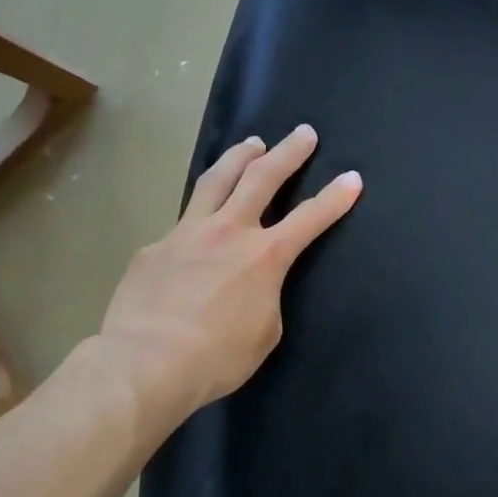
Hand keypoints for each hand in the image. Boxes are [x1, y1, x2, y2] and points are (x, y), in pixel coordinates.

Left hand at [92, 124, 360, 432]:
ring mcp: (187, 233)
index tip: (352, 178)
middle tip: (303, 133)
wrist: (145, 363)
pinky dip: (200, 215)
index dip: (335, 197)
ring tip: (253, 142)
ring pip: (216, 180)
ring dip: (240, 157)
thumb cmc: (217, 357)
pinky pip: (183, 222)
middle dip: (288, 153)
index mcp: (265, 256)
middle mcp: (229, 231)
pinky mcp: (155, 247)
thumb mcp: (265, 332)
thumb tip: (252, 286)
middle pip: (262, 178)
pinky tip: (199, 228)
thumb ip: (266, 298)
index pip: (311, 218)